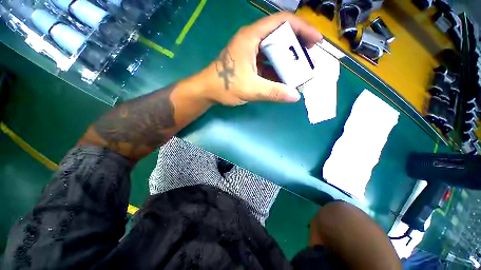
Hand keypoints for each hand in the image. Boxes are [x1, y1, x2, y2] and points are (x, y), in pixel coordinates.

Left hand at [200, 12, 321, 105]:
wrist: (208, 91)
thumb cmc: (225, 86)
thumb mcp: (250, 89)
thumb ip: (273, 92)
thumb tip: (295, 96)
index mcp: (251, 37)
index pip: (281, 22)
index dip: (301, 28)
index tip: (315, 41)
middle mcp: (252, 41)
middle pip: (279, 36)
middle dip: (296, 46)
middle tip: (309, 58)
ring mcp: (250, 53)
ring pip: (274, 51)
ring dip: (287, 60)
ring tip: (300, 69)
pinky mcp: (249, 64)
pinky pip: (267, 63)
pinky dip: (277, 69)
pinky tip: (284, 78)